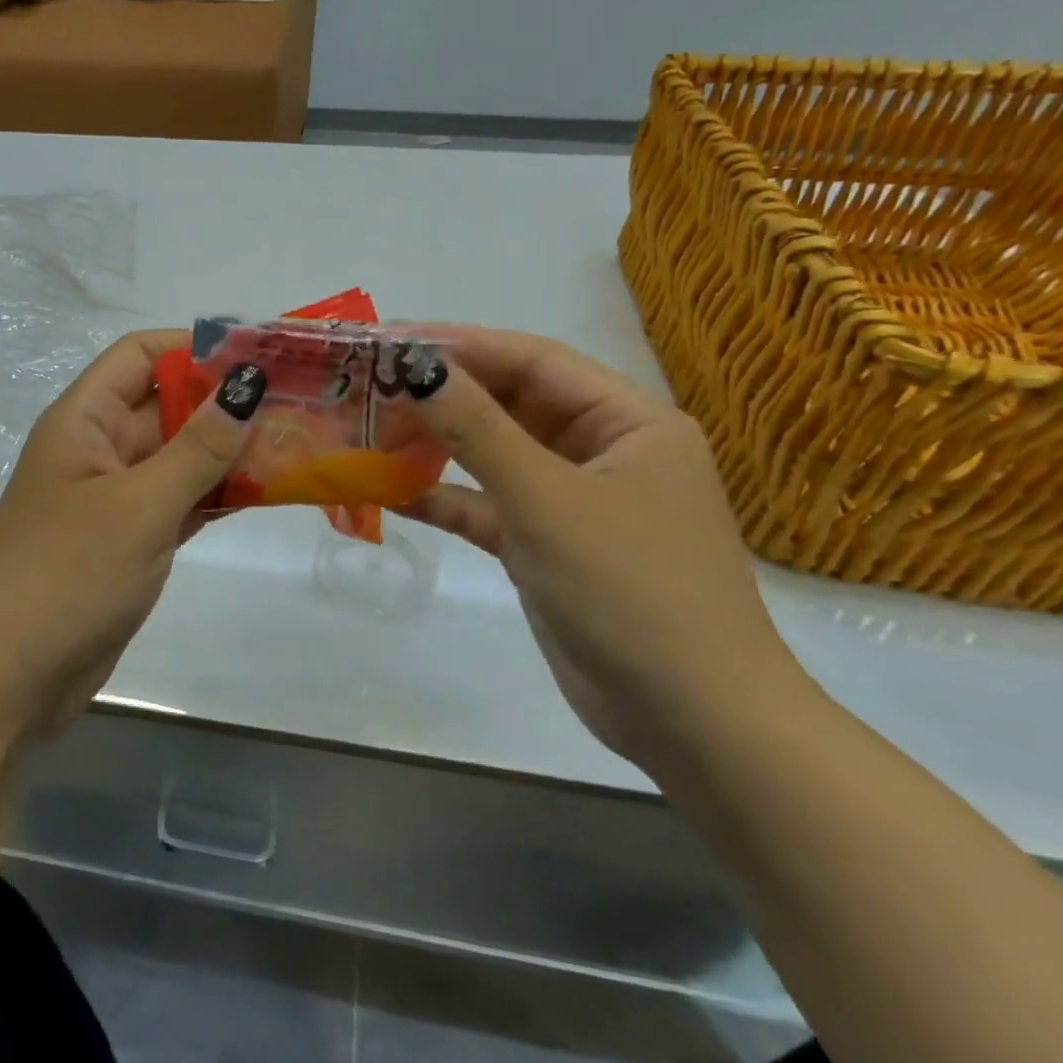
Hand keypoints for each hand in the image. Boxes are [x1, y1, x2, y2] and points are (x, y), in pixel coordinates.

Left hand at [0, 329, 263, 739]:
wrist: (10, 678)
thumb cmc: (67, 575)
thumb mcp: (140, 506)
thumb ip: (199, 447)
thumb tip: (248, 383)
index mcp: (83, 421)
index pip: (138, 356)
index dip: (194, 347)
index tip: (258, 355)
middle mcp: (98, 449)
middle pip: (166, 404)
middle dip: (226, 401)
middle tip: (299, 400)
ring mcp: (115, 498)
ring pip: (180, 456)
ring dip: (230, 451)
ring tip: (299, 441)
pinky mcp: (131, 540)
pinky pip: (181, 500)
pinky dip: (218, 494)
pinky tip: (269, 491)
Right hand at [400, 328, 810, 765]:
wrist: (691, 721)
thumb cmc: (632, 590)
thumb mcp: (547, 499)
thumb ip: (478, 429)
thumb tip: (417, 367)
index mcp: (628, 422)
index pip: (536, 361)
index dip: (465, 346)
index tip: (394, 340)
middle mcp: (602, 452)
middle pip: (511, 405)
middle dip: (444, 396)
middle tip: (371, 387)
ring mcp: (573, 502)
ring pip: (494, 456)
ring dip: (437, 446)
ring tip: (371, 432)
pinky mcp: (546, 547)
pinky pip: (488, 508)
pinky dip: (445, 499)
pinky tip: (391, 492)